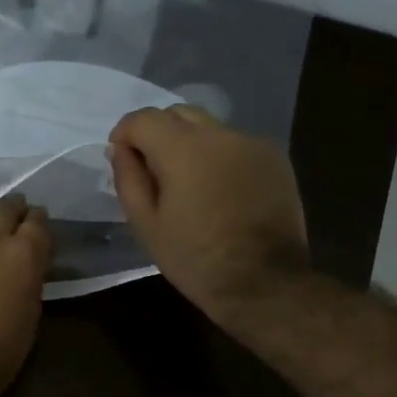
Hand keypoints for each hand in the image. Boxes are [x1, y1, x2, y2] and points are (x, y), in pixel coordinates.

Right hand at [108, 104, 309, 329]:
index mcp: (184, 149)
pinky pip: (236, 146)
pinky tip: (221, 191)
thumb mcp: (147, 225)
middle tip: (153, 170)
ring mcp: (253, 144)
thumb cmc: (195, 259)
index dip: (125, 133)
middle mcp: (220, 135)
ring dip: (191, 145)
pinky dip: (220, 157)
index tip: (121, 156)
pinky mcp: (275, 159)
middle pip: (179, 113)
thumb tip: (120, 149)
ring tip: (190, 184)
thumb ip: (129, 179)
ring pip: (210, 128)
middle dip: (158, 133)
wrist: (264, 283)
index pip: (144, 119)